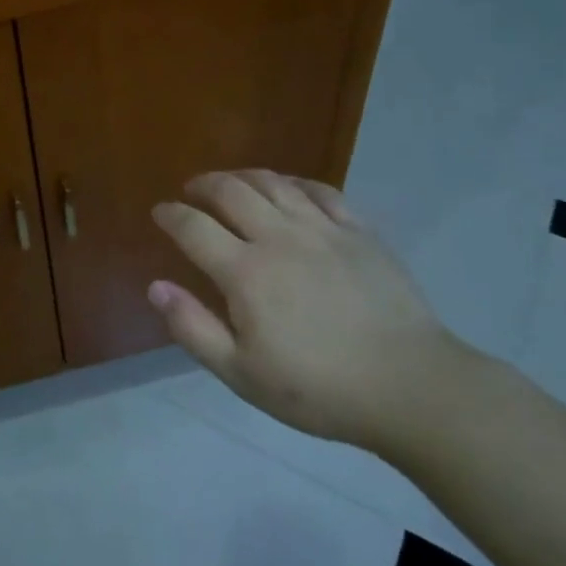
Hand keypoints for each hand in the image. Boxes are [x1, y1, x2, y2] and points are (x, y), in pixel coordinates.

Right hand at [149, 170, 465, 456]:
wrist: (410, 386)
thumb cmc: (318, 388)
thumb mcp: (242, 374)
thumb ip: (193, 328)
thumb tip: (155, 287)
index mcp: (245, 272)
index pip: (194, 228)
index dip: (171, 215)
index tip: (159, 212)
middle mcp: (279, 237)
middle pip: (231, 191)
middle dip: (203, 185)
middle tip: (192, 190)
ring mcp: (322, 229)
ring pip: (274, 183)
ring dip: (243, 176)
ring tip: (231, 181)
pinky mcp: (359, 232)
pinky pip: (320, 191)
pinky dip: (294, 182)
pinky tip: (288, 187)